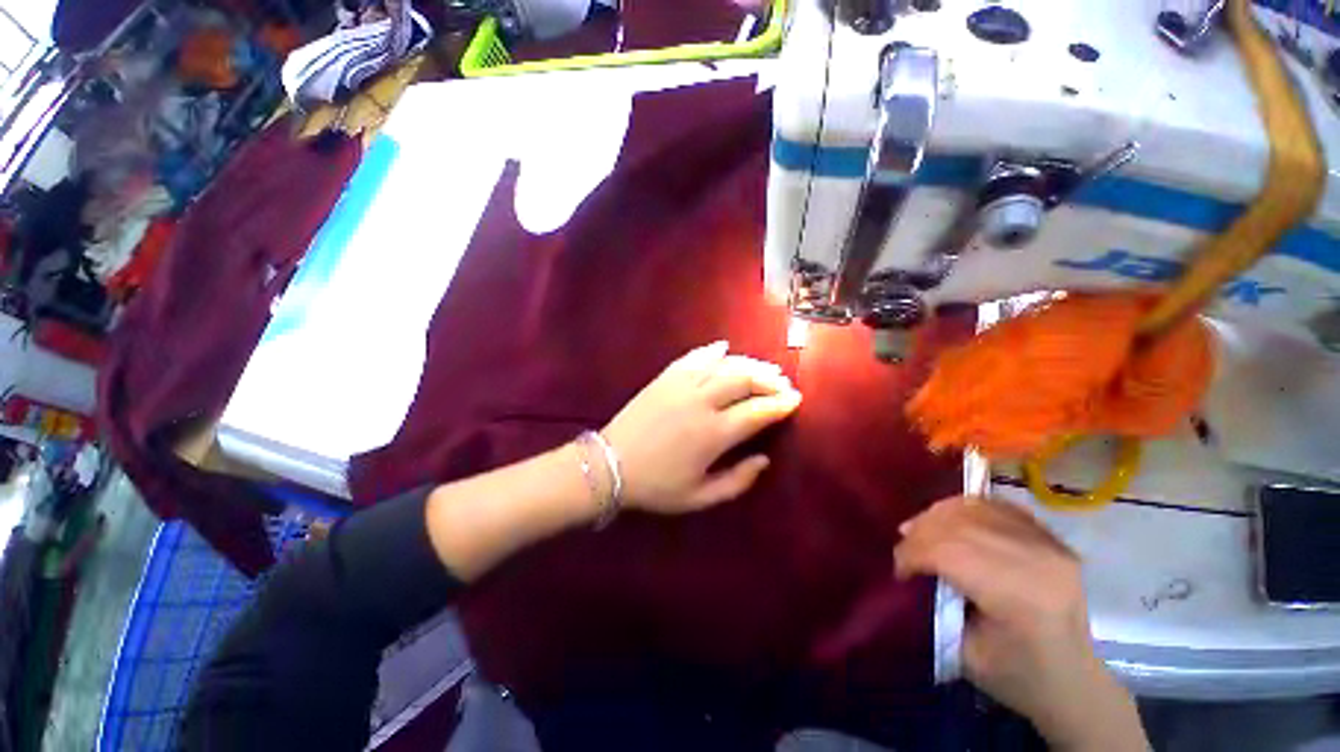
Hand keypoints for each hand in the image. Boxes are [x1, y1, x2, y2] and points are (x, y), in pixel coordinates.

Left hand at [602, 342, 801, 513]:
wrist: (610, 465)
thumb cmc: (656, 486)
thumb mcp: (699, 497)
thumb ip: (737, 481)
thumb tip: (764, 459)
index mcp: (713, 434)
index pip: (758, 411)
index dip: (781, 404)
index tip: (795, 399)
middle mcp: (702, 402)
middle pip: (745, 380)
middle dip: (769, 379)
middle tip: (782, 384)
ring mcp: (682, 385)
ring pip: (723, 364)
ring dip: (748, 364)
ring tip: (763, 369)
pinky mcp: (665, 377)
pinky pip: (694, 357)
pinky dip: (712, 351)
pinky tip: (724, 348)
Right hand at [895, 497, 1147, 750]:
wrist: (1073, 681)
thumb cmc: (1016, 676)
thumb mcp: (964, 652)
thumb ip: (935, 603)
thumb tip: (915, 566)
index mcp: (1021, 596)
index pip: (949, 552)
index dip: (913, 554)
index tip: (900, 572)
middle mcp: (1039, 559)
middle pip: (959, 524)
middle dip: (921, 532)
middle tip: (904, 548)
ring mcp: (1049, 543)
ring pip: (974, 508)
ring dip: (937, 515)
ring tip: (920, 531)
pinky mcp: (1050, 537)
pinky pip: (994, 507)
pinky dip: (963, 509)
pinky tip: (949, 522)